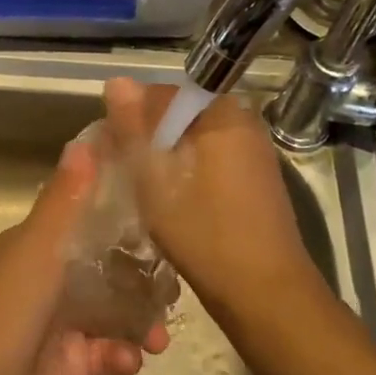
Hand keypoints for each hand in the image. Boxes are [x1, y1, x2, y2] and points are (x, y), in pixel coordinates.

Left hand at [0, 138, 169, 374]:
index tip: (160, 207)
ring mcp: (60, 326)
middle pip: (104, 267)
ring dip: (141, 318)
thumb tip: (85, 140)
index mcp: (35, 248)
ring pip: (113, 311)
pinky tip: (134, 358)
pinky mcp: (72, 367)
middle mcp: (47, 282)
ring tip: (164, 330)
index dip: (117, 212)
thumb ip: (65, 200)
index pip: (82, 219)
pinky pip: (109, 353)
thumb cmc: (8, 313)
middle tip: (177, 278)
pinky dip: (125, 353)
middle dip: (141, 273)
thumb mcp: (38, 249)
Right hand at [102, 77, 314, 320]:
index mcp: (222, 113)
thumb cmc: (204, 232)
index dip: (131, 117)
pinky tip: (170, 200)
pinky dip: (187, 171)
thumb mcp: (155, 178)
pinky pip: (210, 158)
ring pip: (193, 139)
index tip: (110, 149)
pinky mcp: (255, 178)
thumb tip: (117, 81)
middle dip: (148, 137)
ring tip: (141, 187)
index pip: (162, 94)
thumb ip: (134, 128)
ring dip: (166, 156)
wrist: (264, 293)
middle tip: (123, 171)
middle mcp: (243, 122)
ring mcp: (253, 151)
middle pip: (179, 116)